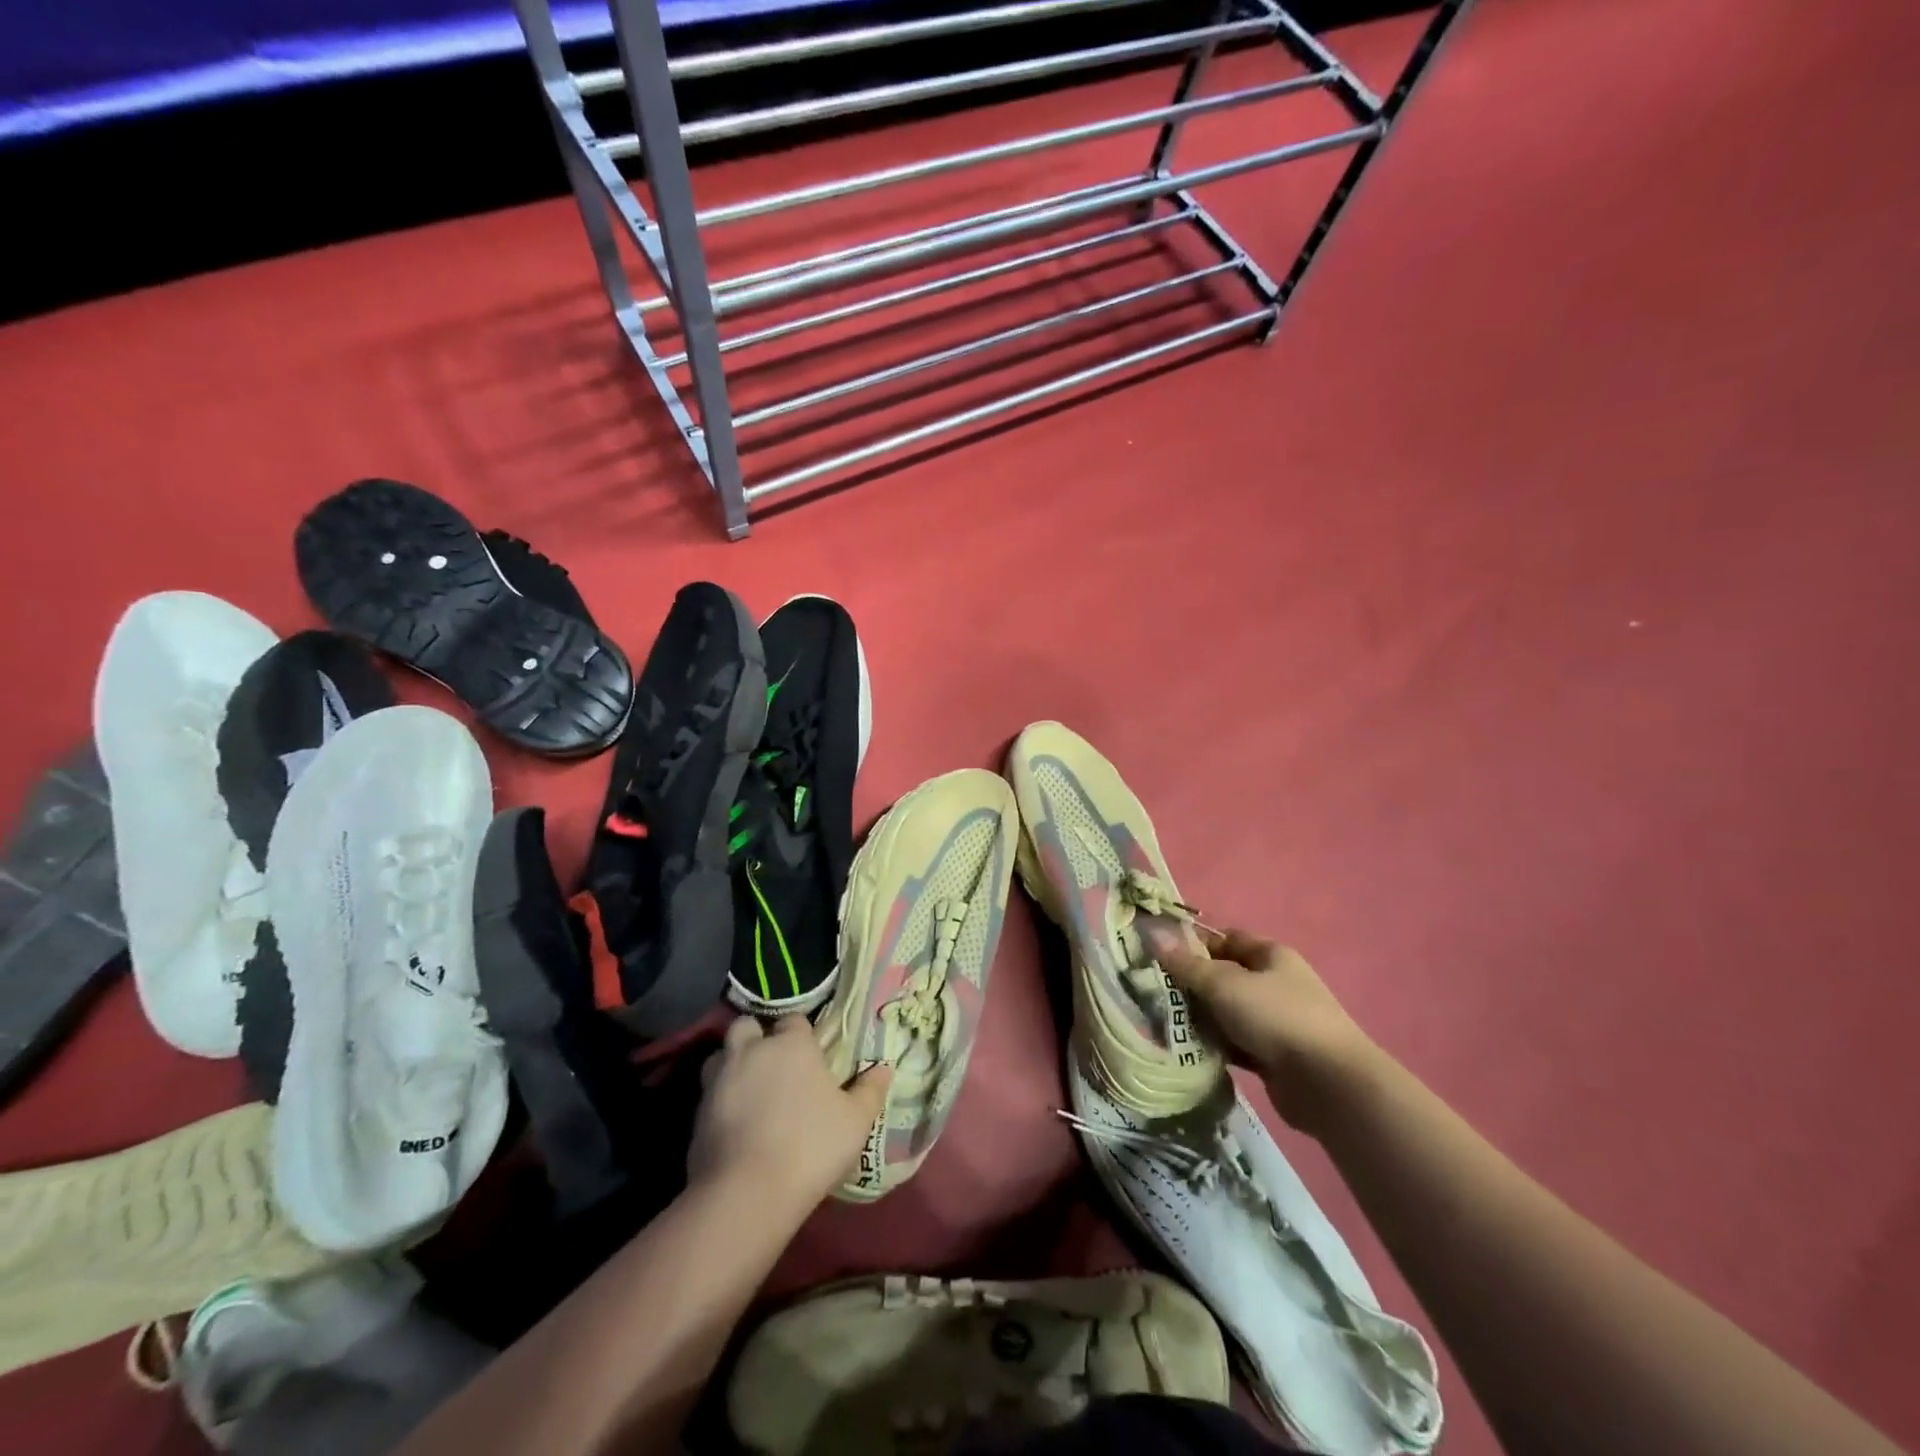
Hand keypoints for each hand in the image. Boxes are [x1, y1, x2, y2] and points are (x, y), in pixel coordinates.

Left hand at [688, 1015, 892, 1214]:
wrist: (747, 1193)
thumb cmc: (811, 1145)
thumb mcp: (856, 1120)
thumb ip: (870, 1090)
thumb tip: (884, 1068)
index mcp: (790, 1044)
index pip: (794, 1020)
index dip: (802, 1034)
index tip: (811, 1055)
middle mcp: (751, 1050)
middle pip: (747, 1026)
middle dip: (757, 1038)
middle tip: (772, 1065)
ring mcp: (719, 1079)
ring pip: (721, 1055)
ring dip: (732, 1064)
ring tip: (748, 1089)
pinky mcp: (697, 1112)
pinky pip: (708, 1093)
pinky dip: (720, 1100)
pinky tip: (735, 1123)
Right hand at [1157, 927, 1383, 1133]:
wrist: (1328, 1085)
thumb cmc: (1275, 1017)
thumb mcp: (1224, 984)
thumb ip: (1187, 964)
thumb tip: (1154, 935)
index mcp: (1270, 955)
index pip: (1225, 939)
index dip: (1193, 943)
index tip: (1158, 954)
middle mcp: (1274, 983)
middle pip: (1223, 976)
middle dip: (1190, 983)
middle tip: (1152, 991)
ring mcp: (1274, 1021)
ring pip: (1226, 1012)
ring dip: (1200, 1017)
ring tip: (1161, 1021)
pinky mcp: (1272, 1056)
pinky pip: (1234, 1042)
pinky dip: (1214, 1044)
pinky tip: (1187, 1049)